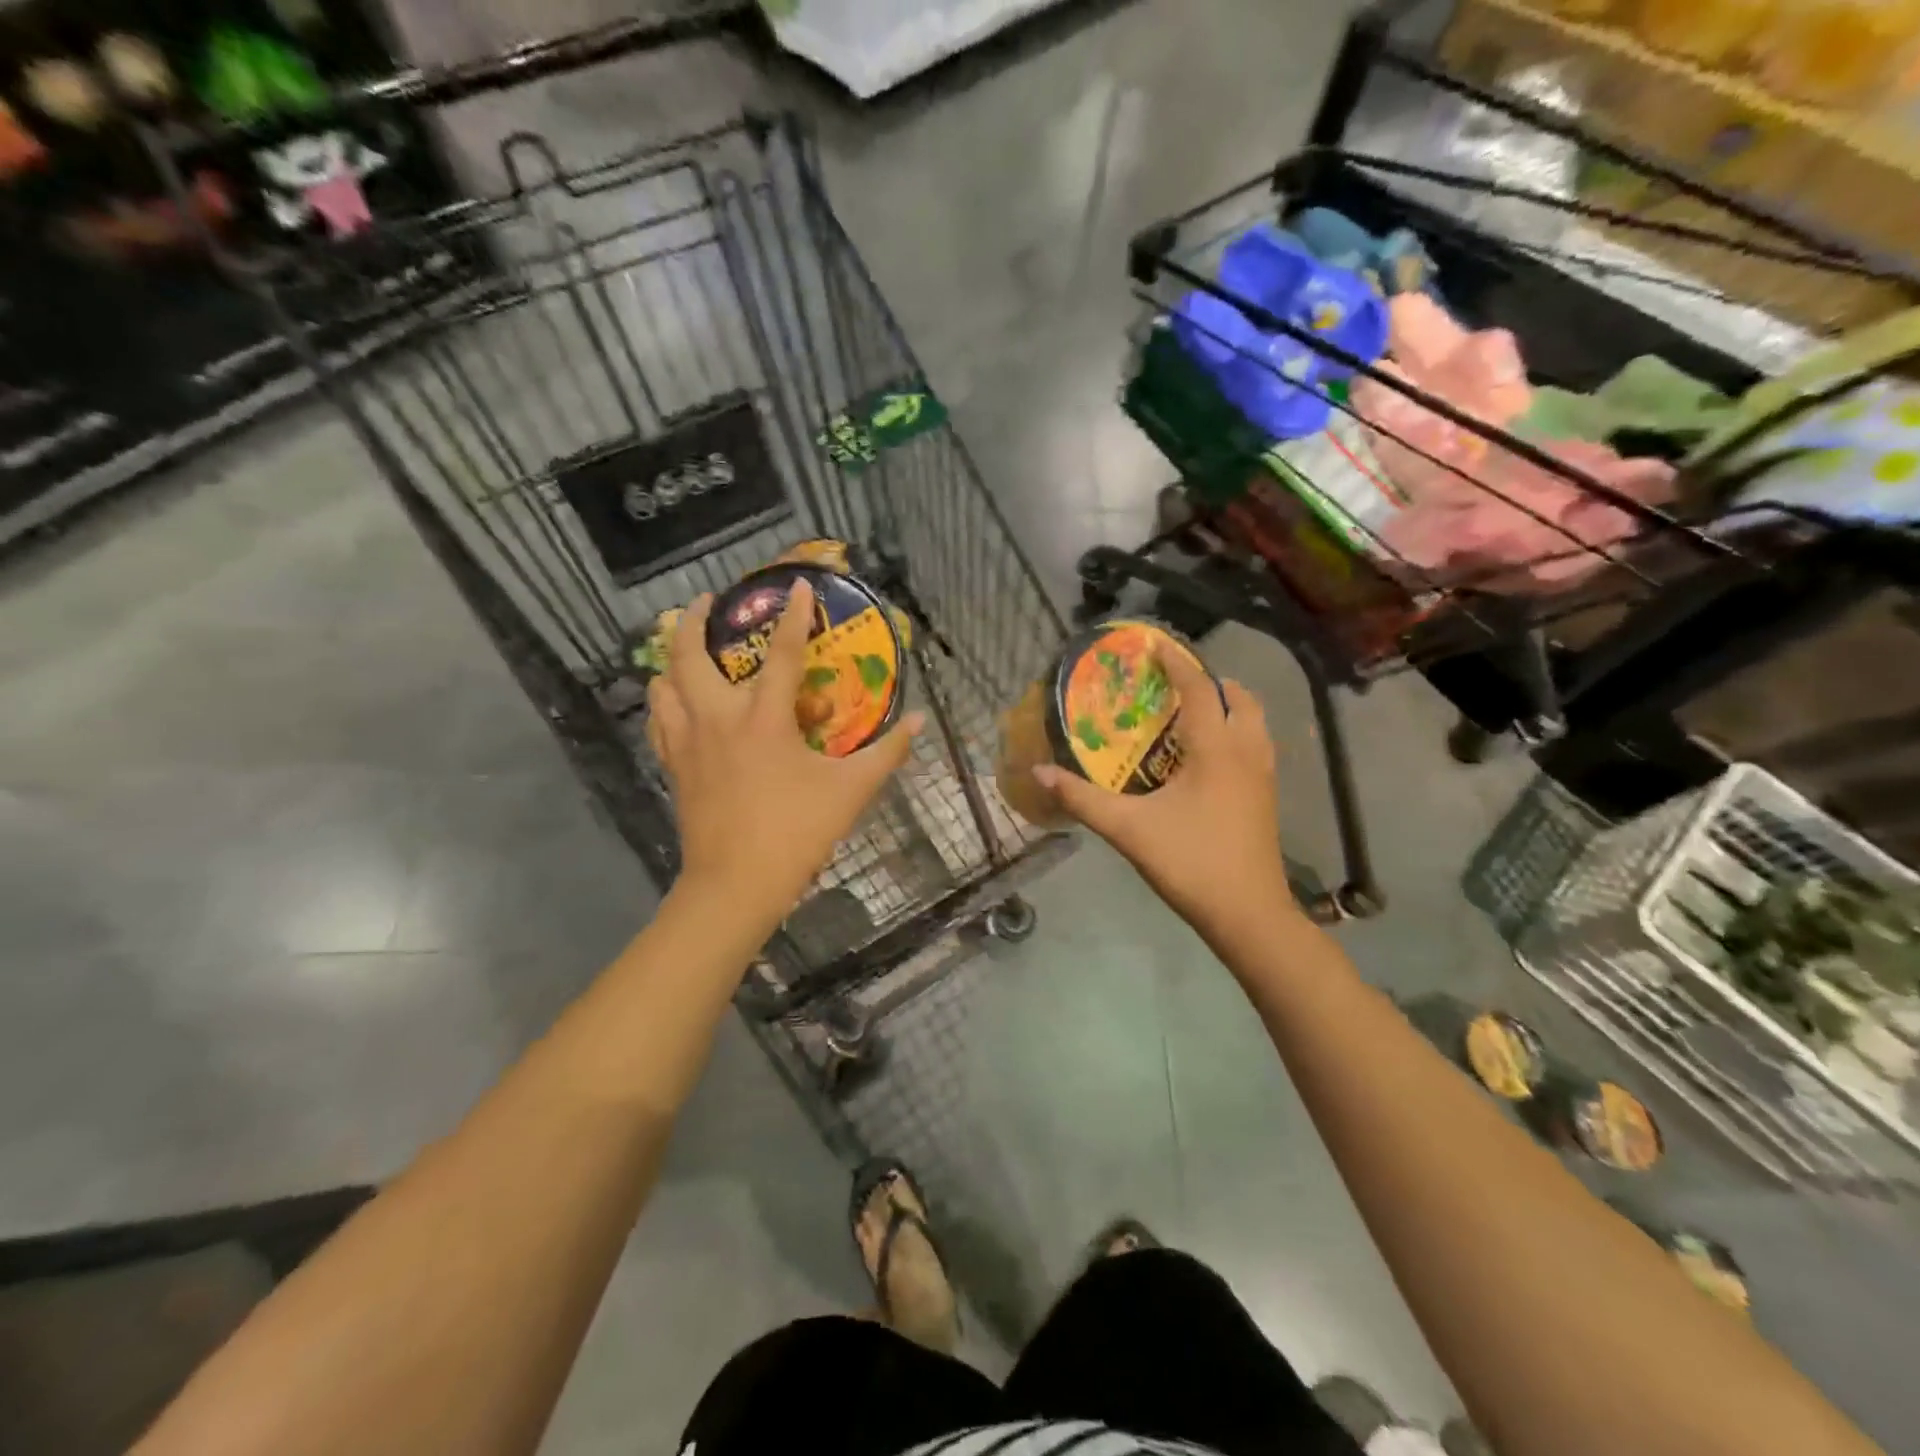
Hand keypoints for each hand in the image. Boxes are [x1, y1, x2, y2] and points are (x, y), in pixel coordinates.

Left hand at [647, 580, 923, 926]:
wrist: (735, 884)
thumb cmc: (795, 833)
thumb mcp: (851, 792)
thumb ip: (887, 753)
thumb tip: (920, 721)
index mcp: (763, 719)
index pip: (780, 653)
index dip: (792, 615)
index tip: (796, 585)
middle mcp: (718, 719)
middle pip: (689, 654)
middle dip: (692, 620)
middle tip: (706, 603)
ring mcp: (688, 743)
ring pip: (662, 684)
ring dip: (671, 658)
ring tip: (685, 648)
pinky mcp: (674, 766)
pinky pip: (659, 721)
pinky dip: (664, 701)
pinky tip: (675, 702)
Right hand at [1034, 647, 1290, 936]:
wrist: (1248, 914)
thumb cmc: (1190, 862)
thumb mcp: (1128, 829)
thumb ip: (1082, 798)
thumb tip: (1039, 772)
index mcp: (1216, 748)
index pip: (1199, 688)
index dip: (1177, 662)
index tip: (1154, 644)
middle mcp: (1247, 751)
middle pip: (1238, 697)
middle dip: (1207, 682)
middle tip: (1171, 686)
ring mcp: (1263, 774)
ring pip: (1253, 720)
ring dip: (1226, 706)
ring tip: (1189, 714)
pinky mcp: (1266, 796)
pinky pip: (1255, 744)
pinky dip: (1234, 731)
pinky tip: (1205, 758)